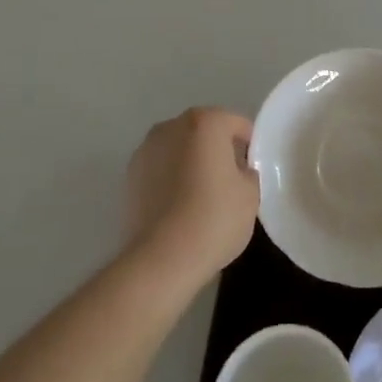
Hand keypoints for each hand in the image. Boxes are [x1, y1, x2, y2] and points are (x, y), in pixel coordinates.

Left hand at [124, 107, 259, 289]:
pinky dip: (170, 178)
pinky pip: (160, 168)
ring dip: (191, 162)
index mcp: (206, 122)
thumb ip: (248, 172)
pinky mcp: (129, 176)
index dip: (249, 145)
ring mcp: (146, 149)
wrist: (161, 259)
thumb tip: (238, 171)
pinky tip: (178, 206)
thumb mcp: (251, 195)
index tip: (252, 170)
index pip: (236, 124)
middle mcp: (172, 126)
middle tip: (230, 181)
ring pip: (179, 148)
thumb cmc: (214, 219)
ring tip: (201, 195)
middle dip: (217, 149)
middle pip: (204, 131)